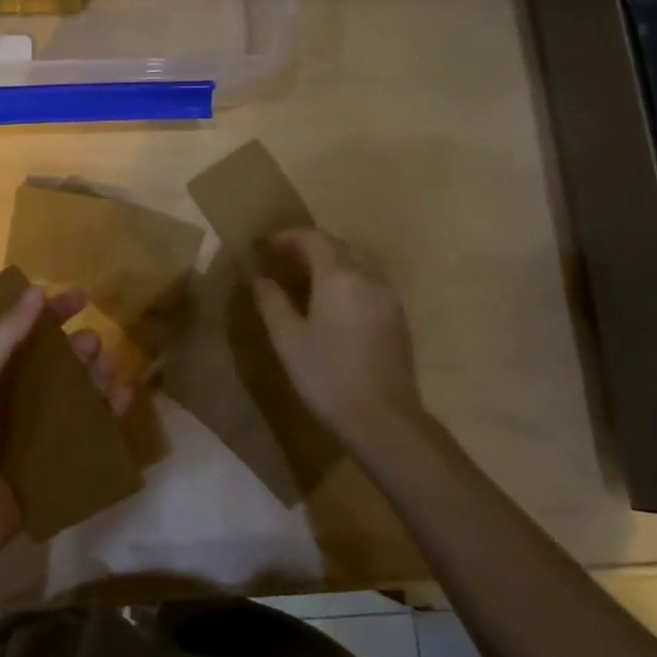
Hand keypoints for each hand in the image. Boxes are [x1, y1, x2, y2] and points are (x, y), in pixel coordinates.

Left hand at [0, 284, 127, 568]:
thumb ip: (2, 338)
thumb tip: (36, 290)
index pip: (24, 336)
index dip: (51, 314)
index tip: (82, 296)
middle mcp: (15, 401)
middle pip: (56, 366)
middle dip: (78, 349)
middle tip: (94, 344)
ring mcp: (37, 435)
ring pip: (77, 397)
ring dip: (96, 378)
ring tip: (111, 368)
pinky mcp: (55, 466)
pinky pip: (88, 434)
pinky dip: (108, 415)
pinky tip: (122, 401)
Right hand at [251, 229, 429, 448]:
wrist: (384, 420)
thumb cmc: (328, 376)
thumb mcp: (288, 340)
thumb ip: (272, 302)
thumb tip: (259, 278)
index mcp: (339, 276)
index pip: (313, 238)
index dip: (288, 236)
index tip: (265, 245)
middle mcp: (368, 277)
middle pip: (337, 248)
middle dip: (308, 248)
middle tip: (281, 261)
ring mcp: (388, 298)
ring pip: (355, 266)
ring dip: (328, 266)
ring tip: (304, 283)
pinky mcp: (397, 319)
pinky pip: (368, 286)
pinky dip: (346, 284)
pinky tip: (332, 307)